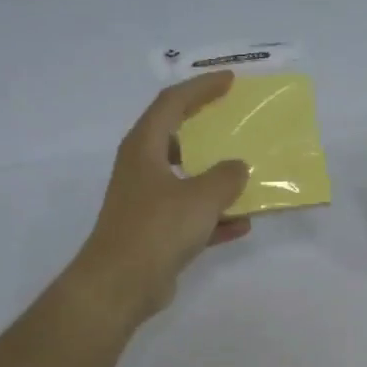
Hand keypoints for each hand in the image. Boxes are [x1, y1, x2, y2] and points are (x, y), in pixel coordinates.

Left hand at [67, 72, 250, 327]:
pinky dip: (214, 217)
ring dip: (214, 177)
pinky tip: (243, 223)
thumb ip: (226, 177)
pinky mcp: (154, 233)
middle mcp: (142, 169)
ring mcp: (147, 202)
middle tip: (235, 121)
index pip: (172, 103)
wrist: (120, 285)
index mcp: (144, 148)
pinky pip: (191, 216)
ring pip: (186, 179)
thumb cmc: (157, 229)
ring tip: (247, 173)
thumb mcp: (200, 197)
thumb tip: (238, 168)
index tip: (230, 81)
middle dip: (207, 129)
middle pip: (176, 137)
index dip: (201, 88)